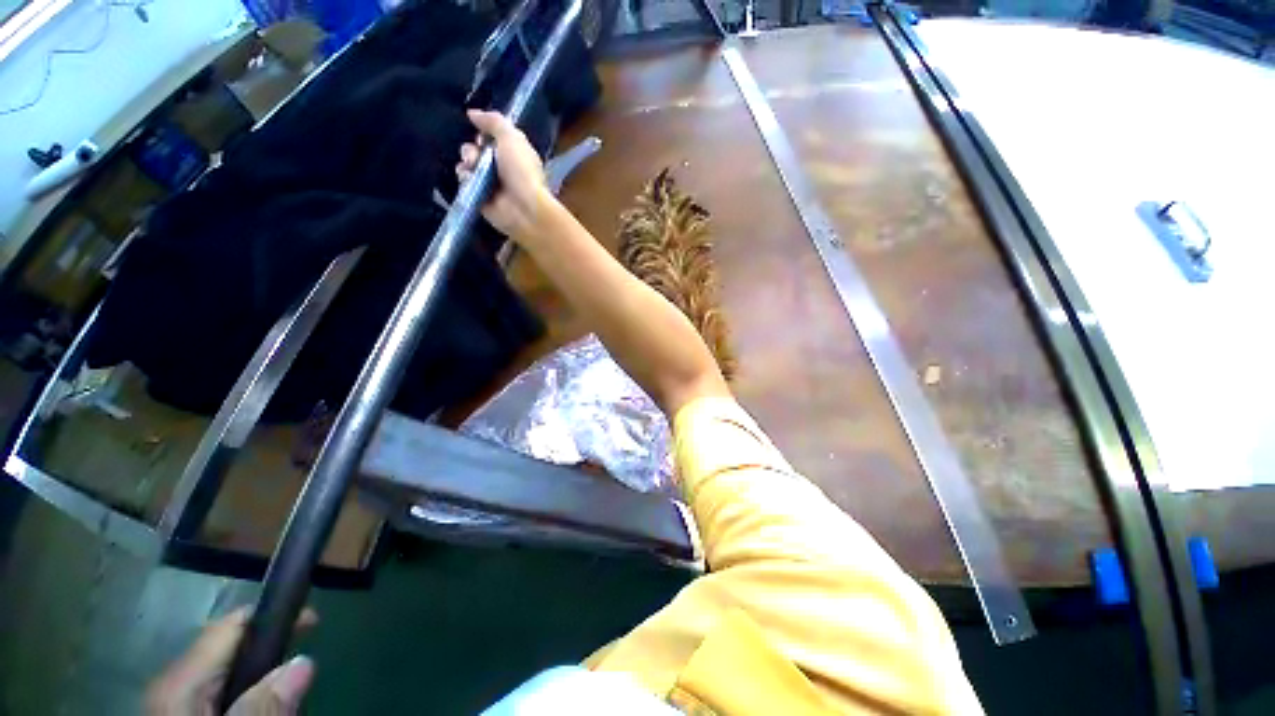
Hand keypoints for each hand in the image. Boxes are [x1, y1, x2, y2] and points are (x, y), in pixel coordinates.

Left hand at [146, 607, 317, 715]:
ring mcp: (170, 705)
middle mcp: (172, 685)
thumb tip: (303, 662)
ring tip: (281, 704)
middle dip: (267, 659)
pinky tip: (253, 715)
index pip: (231, 626)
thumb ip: (263, 708)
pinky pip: (214, 700)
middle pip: (228, 653)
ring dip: (256, 686)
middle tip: (300, 677)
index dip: (274, 617)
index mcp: (182, 681)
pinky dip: (240, 703)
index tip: (312, 623)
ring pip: (222, 679)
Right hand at [456, 109, 555, 240]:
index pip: (491, 138)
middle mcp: (502, 168)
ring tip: (473, 167)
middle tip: (477, 156)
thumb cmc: (522, 171)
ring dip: (467, 162)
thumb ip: (493, 122)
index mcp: (514, 153)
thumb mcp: (511, 137)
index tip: (482, 137)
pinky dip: (465, 178)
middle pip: (475, 150)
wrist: (524, 208)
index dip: (483, 134)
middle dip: (471, 149)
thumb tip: (472, 114)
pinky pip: (465, 182)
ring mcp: (491, 184)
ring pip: (468, 165)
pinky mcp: (481, 198)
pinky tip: (471, 180)